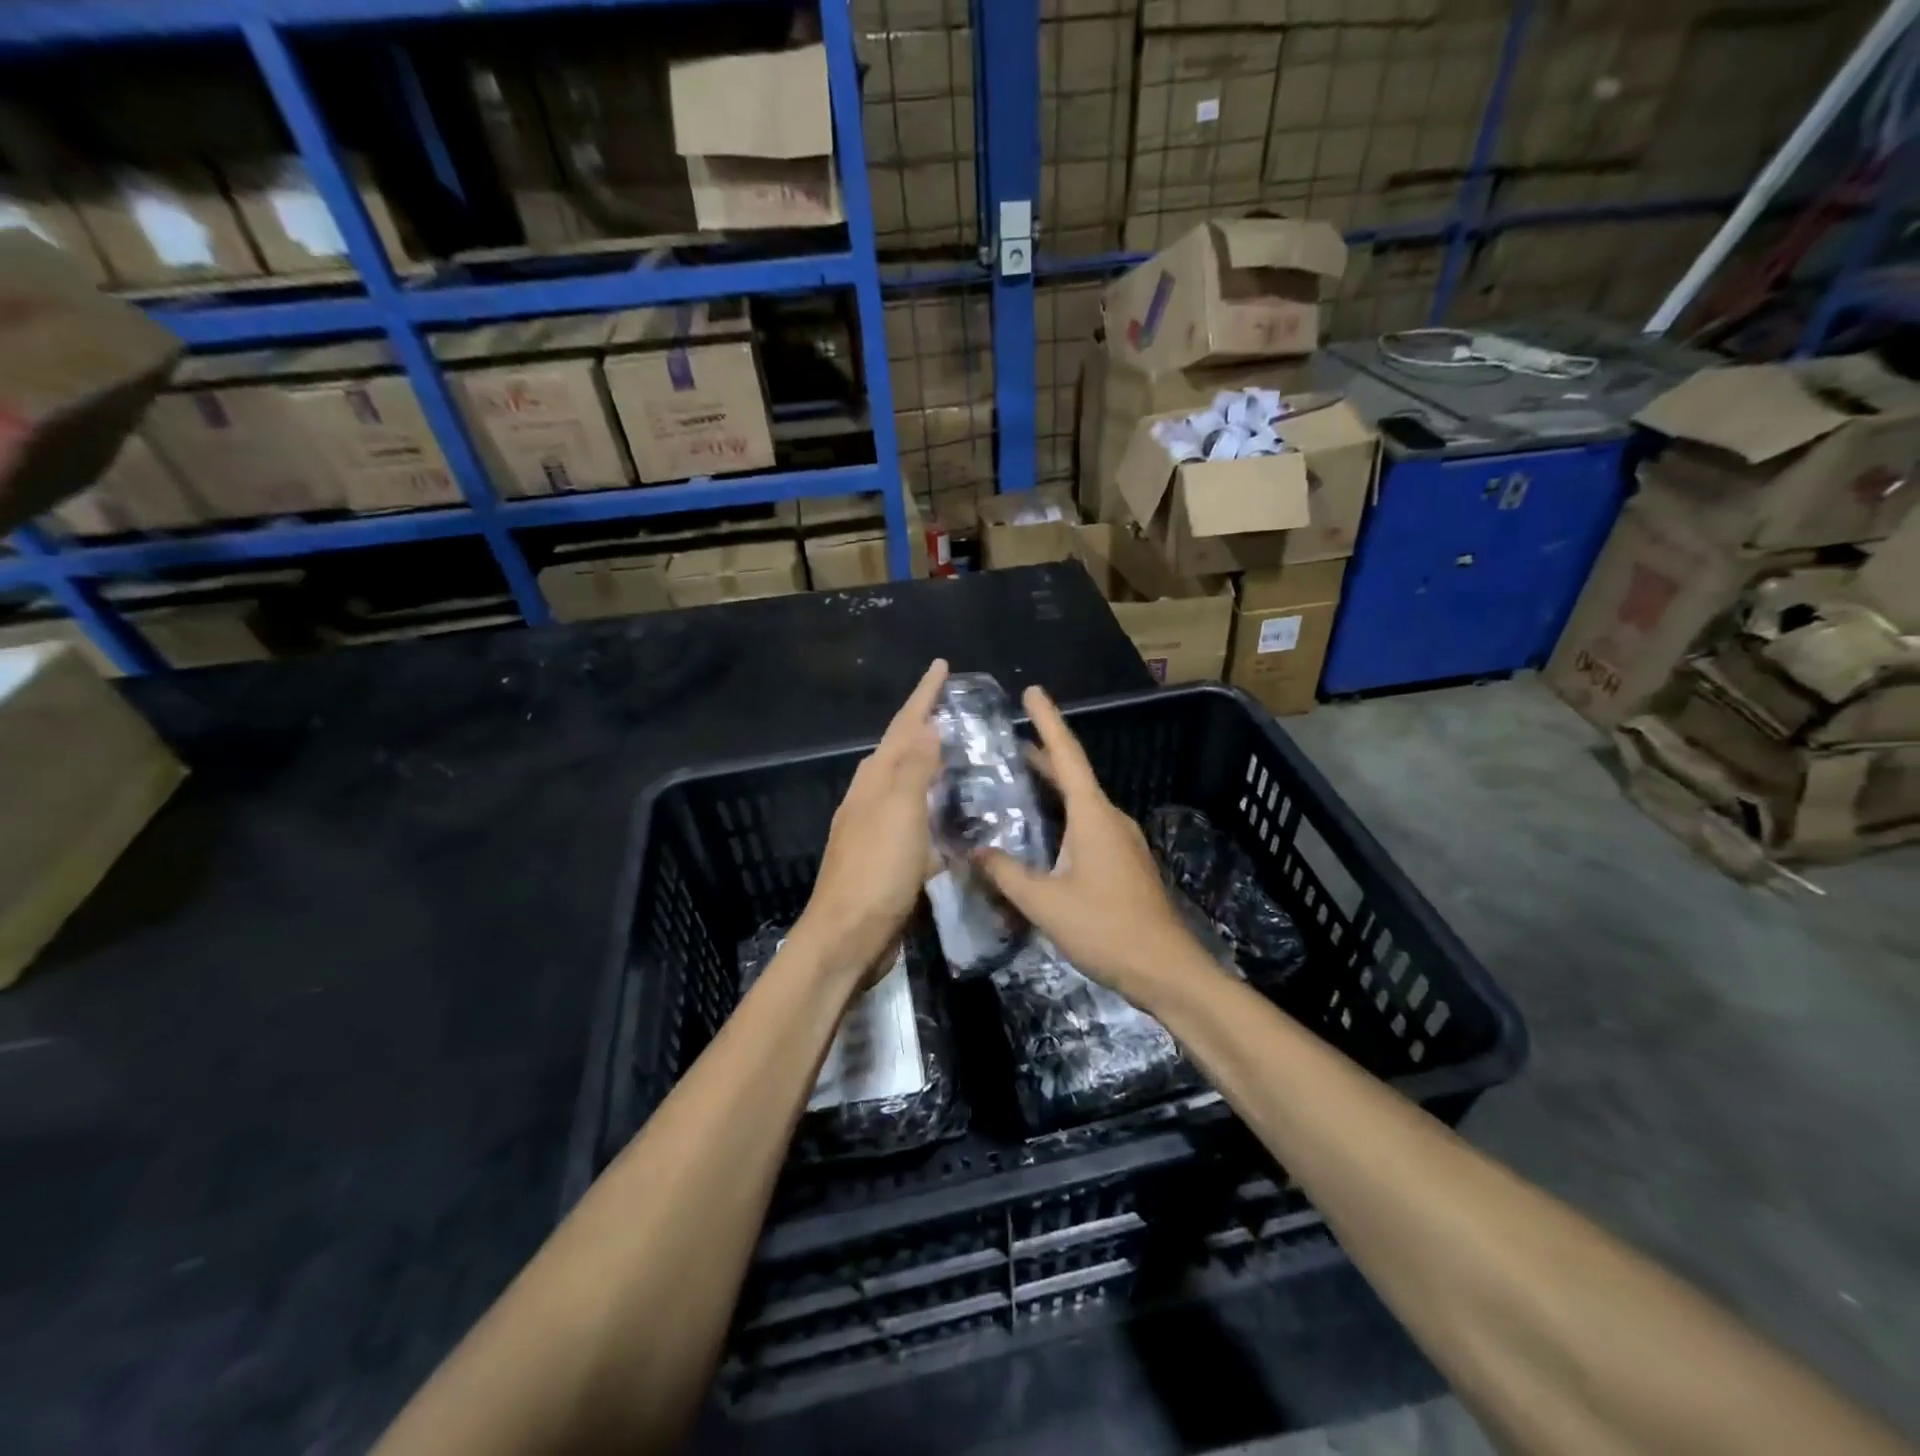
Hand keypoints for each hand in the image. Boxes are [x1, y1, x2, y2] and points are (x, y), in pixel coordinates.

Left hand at [790, 659, 948, 984]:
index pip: (903, 726)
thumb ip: (913, 770)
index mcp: (874, 780)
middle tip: (957, 708)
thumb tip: (927, 727)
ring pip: (908, 786)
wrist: (847, 937)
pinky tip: (953, 819)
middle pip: (901, 750)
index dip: (923, 696)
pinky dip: (934, 810)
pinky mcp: (888, 859)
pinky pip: (916, 821)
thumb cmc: (877, 871)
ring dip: (930, 766)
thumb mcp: (899, 813)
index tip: (941, 666)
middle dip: (925, 725)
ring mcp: (877, 829)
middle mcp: (871, 797)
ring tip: (961, 755)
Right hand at [975, 686, 1203, 1003]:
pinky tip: (1043, 834)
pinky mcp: (1124, 863)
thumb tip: (974, 851)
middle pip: (1073, 776)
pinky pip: (1088, 826)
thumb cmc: (1106, 928)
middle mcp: (1110, 818)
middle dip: (1043, 755)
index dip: (1048, 721)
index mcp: (1093, 815)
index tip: (1033, 692)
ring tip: (1018, 781)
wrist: (1166, 970)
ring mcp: (1121, 841)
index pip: (1066, 756)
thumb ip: (1006, 874)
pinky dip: (1062, 816)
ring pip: (1081, 803)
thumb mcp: (1045, 903)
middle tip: (1008, 742)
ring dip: (1052, 788)